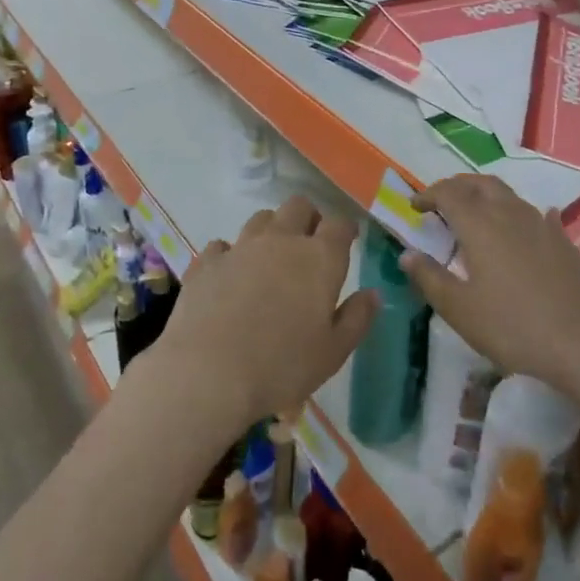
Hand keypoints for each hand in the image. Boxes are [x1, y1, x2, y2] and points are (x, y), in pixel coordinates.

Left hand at [150, 197, 377, 430]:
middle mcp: (281, 241)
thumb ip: (357, 318)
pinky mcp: (206, 262)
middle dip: (308, 218)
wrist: (209, 374)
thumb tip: (373, 293)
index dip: (345, 228)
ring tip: (271, 257)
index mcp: (319, 259)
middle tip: (310, 244)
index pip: (339, 225)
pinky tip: (230, 275)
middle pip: (298, 206)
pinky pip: (222, 245)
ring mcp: (240, 247)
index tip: (347, 238)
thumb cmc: (282, 366)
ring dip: (271, 230)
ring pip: (261, 219)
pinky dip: (230, 255)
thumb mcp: (333, 352)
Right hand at [401, 175, 579, 390]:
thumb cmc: (514, 326)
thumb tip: (407, 254)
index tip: (415, 207)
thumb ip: (430, 278)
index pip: (448, 193)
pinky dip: (518, 213)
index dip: (428, 195)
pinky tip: (524, 227)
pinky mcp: (563, 241)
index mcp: (479, 224)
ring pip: (507, 195)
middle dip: (456, 186)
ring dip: (485, 196)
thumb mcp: (460, 309)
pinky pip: (535, 215)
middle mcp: (509, 213)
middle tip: (441, 201)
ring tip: (474, 215)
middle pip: (479, 184)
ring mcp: (541, 224)